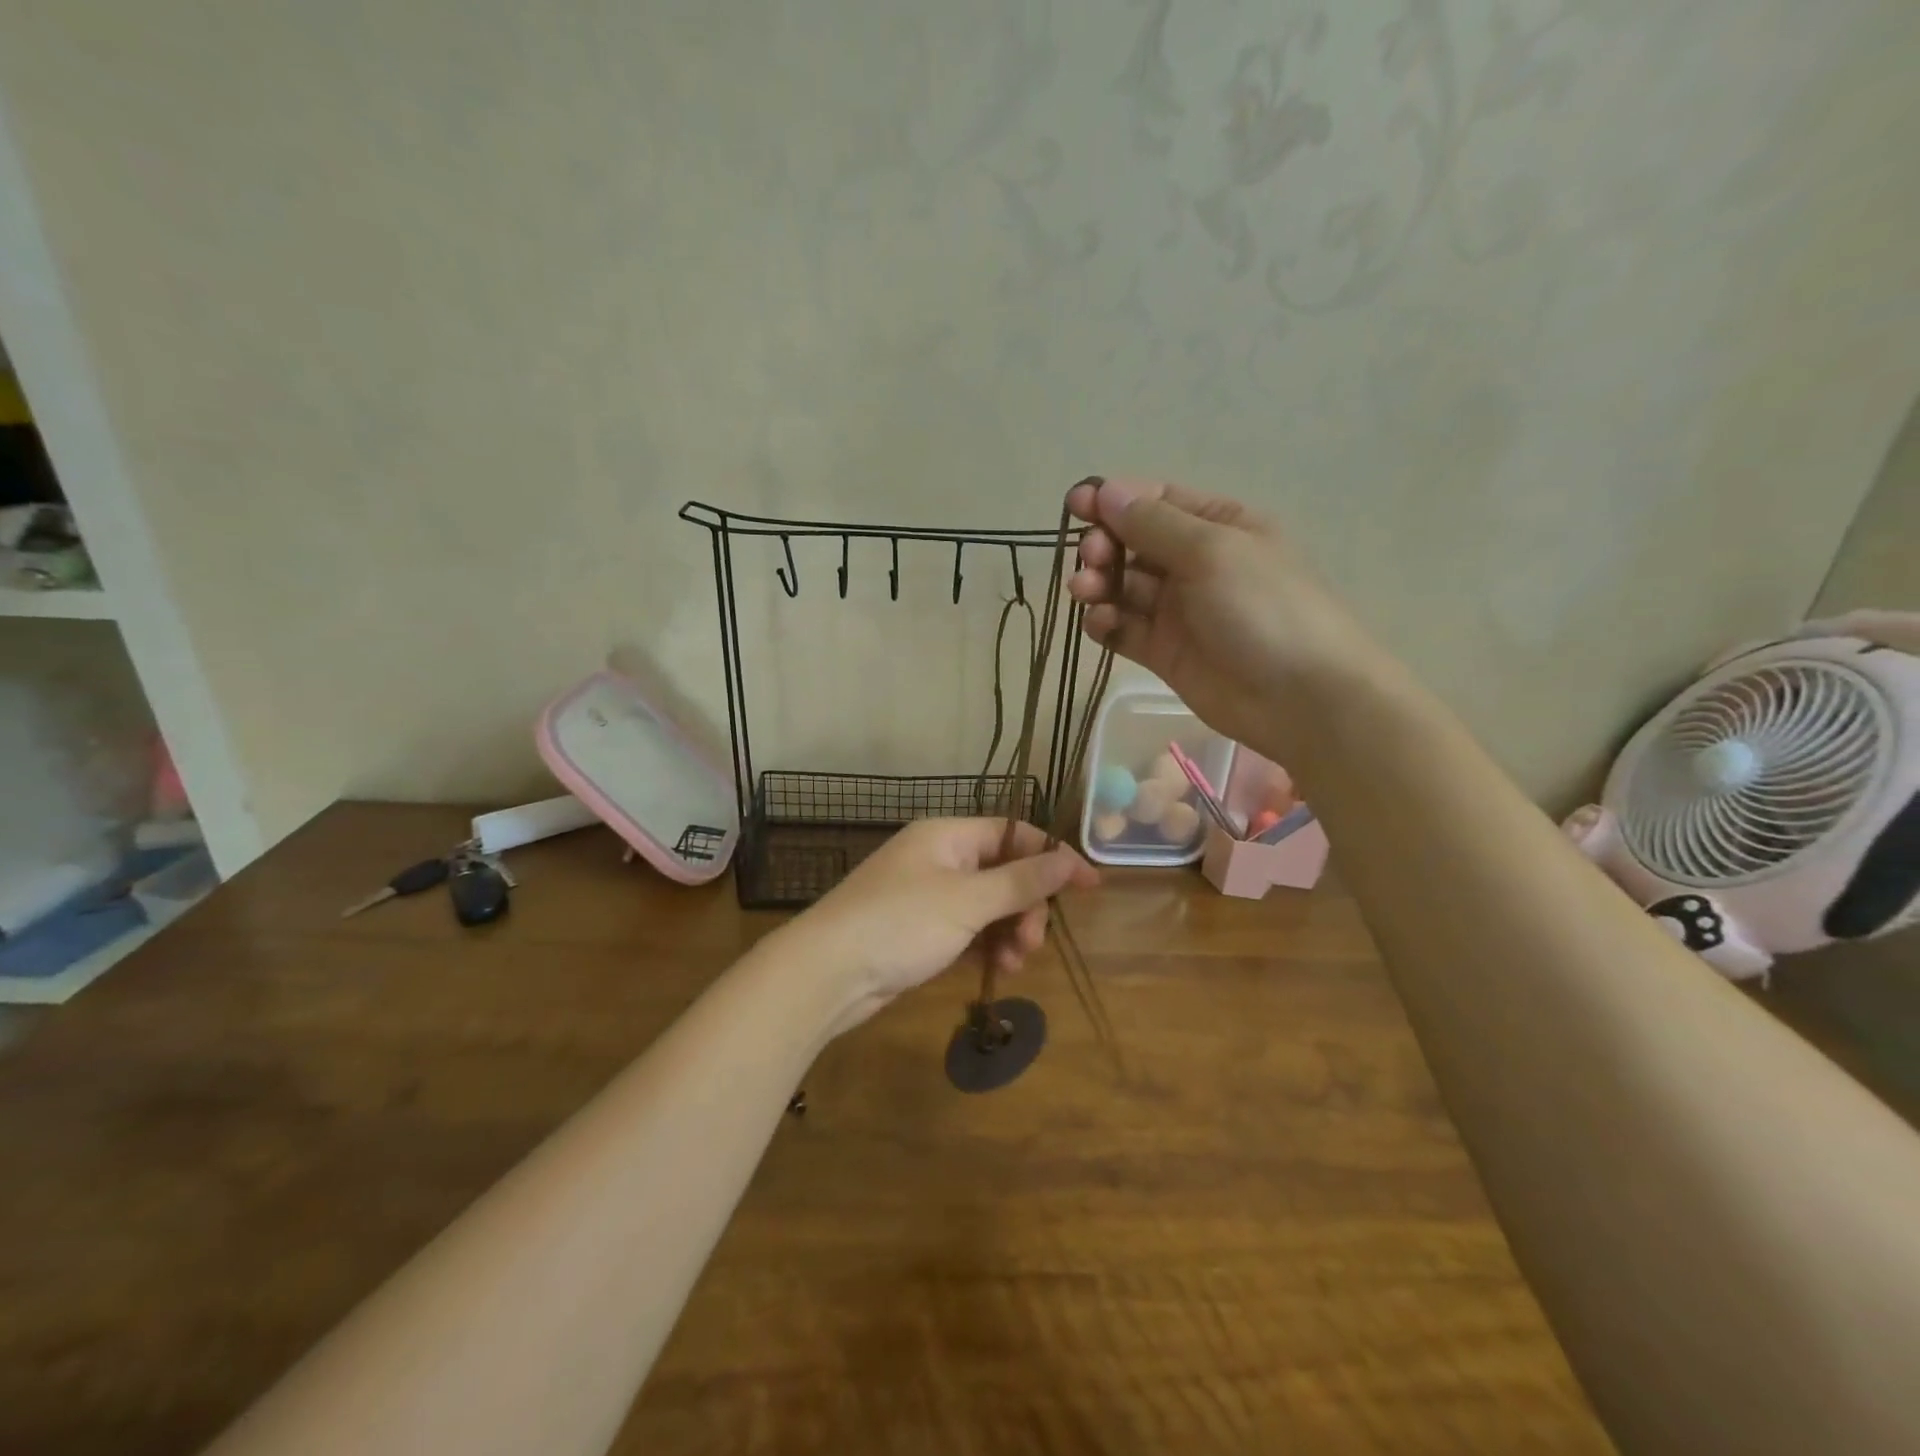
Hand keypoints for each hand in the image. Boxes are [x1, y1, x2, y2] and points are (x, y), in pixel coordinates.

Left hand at [787, 817, 1098, 1033]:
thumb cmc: (901, 923)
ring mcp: (926, 895)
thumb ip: (1021, 881)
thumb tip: (1070, 859)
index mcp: (947, 835)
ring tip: (1015, 962)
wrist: (827, 972)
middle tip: (1033, 942)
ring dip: (1008, 930)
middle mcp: (938, 858)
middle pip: (1002, 872)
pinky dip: (984, 945)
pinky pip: (966, 929)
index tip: (1090, 887)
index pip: (1014, 834)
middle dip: (1026, 905)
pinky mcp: (917, 930)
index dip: (1053, 857)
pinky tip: (996, 969)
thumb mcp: (968, 901)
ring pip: (986, 905)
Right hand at [1067, 476, 1369, 757]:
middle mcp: (1196, 563)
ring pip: (1124, 587)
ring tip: (1086, 591)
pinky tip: (1100, 622)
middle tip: (1092, 559)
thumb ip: (1153, 523)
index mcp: (1218, 526)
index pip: (1156, 502)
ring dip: (1099, 584)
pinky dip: (1107, 622)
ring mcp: (1179, 610)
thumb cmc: (1264, 608)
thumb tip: (1106, 491)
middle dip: (1104, 545)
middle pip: (1133, 544)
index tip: (1075, 505)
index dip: (1114, 500)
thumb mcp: (1211, 551)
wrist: (1301, 698)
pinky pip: (1125, 629)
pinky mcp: (1165, 652)